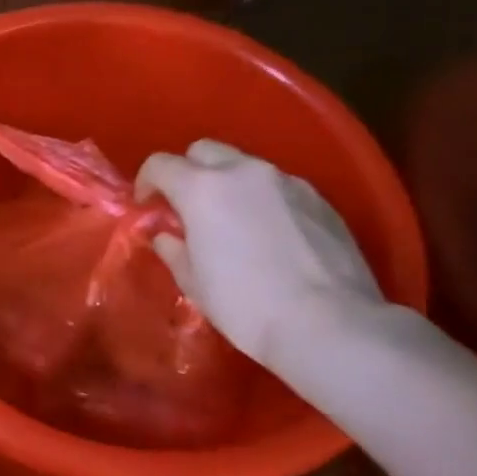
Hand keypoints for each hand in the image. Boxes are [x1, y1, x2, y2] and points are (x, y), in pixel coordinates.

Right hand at [134, 140, 382, 368]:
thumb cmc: (245, 304)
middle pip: (204, 151)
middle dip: (189, 171)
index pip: (160, 164)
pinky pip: (279, 187)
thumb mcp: (194, 282)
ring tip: (232, 222)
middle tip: (188, 206)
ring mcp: (287, 182)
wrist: (329, 324)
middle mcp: (243, 172)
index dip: (147, 181)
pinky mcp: (320, 199)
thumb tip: (167, 236)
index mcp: (202, 189)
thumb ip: (174, 250)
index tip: (147, 204)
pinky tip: (270, 235)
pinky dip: (263, 200)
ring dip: (229, 185)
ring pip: (245, 166)